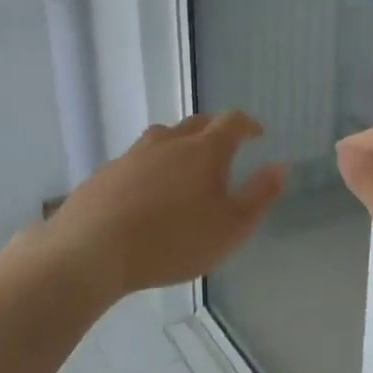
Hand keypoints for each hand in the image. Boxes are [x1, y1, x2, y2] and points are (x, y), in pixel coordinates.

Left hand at [46, 113, 286, 299]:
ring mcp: (132, 155)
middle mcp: (168, 143)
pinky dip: (150, 167)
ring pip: (162, 138)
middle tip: (224, 147)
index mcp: (204, 151)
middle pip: (195, 124)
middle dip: (214, 131)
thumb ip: (259, 196)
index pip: (232, 122)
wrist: (93, 249)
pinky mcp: (105, 173)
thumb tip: (279, 167)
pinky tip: (146, 191)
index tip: (257, 133)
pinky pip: (136, 161)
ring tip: (184, 166)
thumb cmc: (173, 241)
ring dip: (179, 145)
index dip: (248, 125)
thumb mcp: (231, 227)